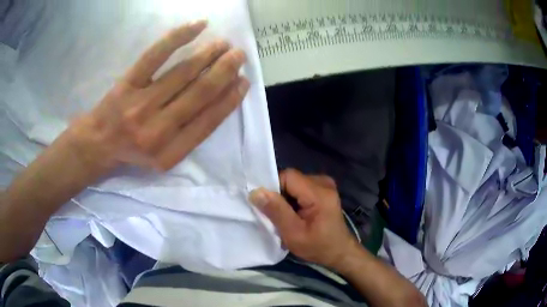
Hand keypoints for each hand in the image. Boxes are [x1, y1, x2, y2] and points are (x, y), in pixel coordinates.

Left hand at [65, 20, 248, 173]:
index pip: (208, 121)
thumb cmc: (133, 151)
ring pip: (183, 72)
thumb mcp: (164, 158)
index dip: (230, 99)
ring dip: (209, 54)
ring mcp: (140, 104)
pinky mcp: (127, 83)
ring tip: (224, 44)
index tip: (244, 81)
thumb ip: (190, 137)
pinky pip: (156, 55)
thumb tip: (219, 101)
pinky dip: (179, 37)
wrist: (98, 143)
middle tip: (239, 55)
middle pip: (199, 93)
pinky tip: (199, 25)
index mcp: (170, 153)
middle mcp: (156, 130)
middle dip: (225, 71)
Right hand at [249, 169, 360, 269]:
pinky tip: (295, 213)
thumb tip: (255, 191)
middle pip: (291, 179)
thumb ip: (276, 211)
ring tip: (286, 216)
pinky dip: (293, 199)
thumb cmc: (318, 246)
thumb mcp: (293, 234)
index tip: (266, 207)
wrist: (339, 252)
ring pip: (294, 183)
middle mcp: (324, 182)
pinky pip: (301, 187)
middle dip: (279, 195)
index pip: (287, 176)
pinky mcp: (324, 190)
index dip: (273, 188)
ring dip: (285, 198)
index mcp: (319, 193)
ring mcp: (325, 184)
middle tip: (276, 215)